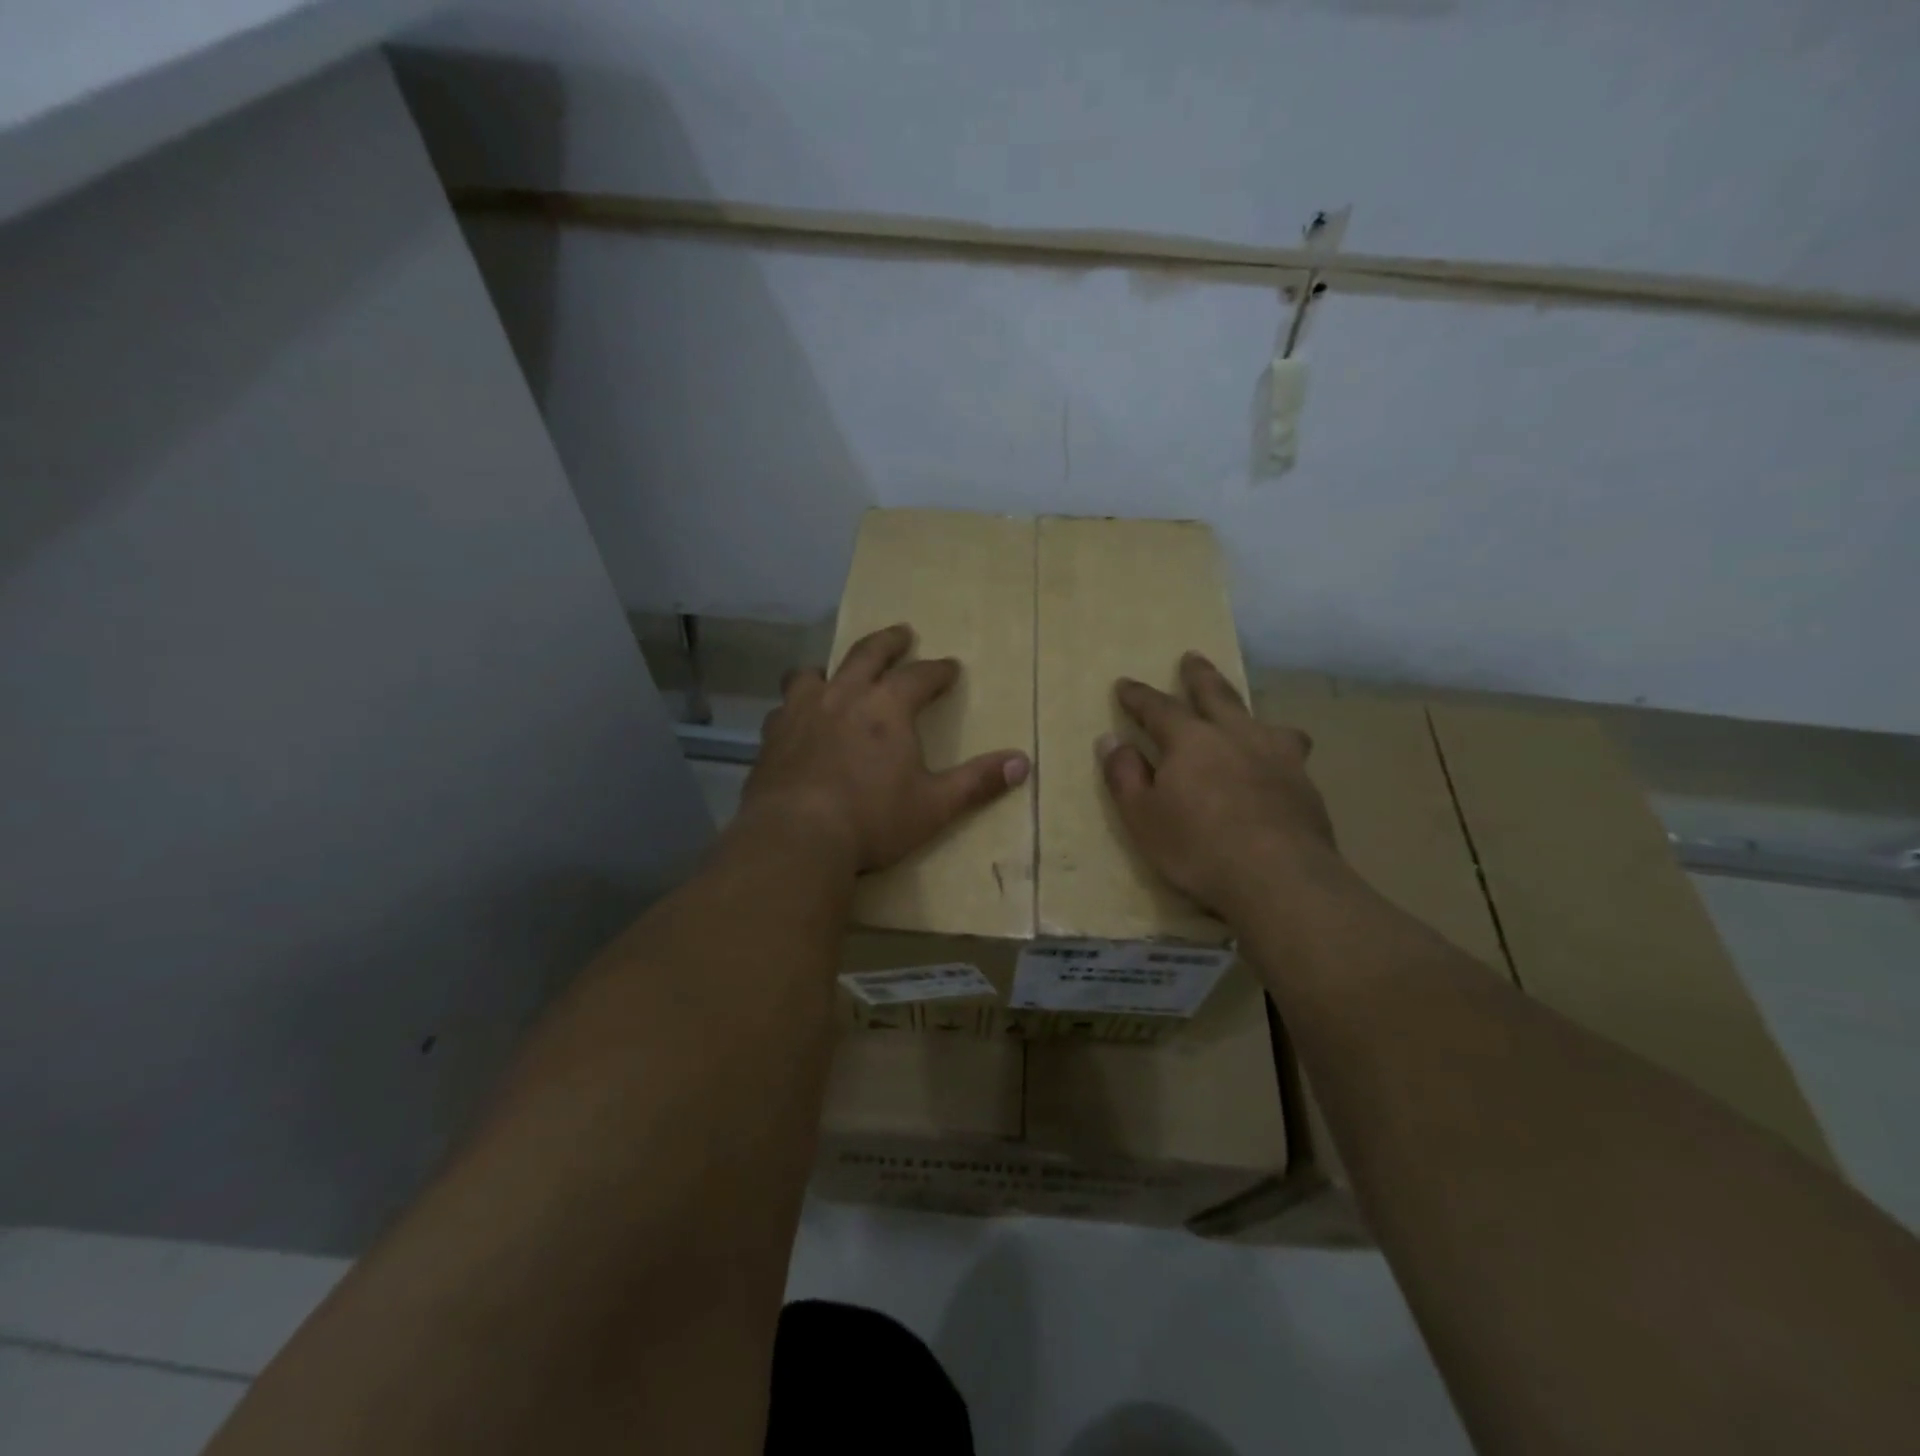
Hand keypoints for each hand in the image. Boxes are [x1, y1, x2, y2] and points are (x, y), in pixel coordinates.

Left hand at [742, 623, 1030, 873]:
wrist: (796, 838)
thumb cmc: (873, 820)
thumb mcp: (935, 806)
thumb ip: (977, 782)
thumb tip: (1023, 762)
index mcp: (887, 708)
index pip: (920, 676)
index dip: (938, 671)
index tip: (950, 667)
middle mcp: (843, 696)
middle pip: (867, 654)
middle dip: (889, 642)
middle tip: (902, 633)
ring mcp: (802, 712)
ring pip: (814, 672)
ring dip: (831, 667)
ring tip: (836, 672)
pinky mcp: (772, 737)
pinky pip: (784, 708)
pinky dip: (796, 706)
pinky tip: (796, 720)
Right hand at [1100, 651, 1337, 914]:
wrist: (1279, 878)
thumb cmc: (1198, 847)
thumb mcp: (1143, 816)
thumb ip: (1125, 776)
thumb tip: (1111, 741)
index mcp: (1192, 740)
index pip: (1159, 708)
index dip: (1139, 696)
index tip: (1125, 684)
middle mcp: (1236, 736)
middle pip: (1216, 695)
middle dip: (1199, 676)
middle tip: (1192, 657)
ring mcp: (1277, 757)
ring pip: (1263, 721)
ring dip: (1249, 712)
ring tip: (1250, 717)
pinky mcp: (1305, 785)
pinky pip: (1288, 755)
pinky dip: (1276, 752)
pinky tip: (1278, 769)